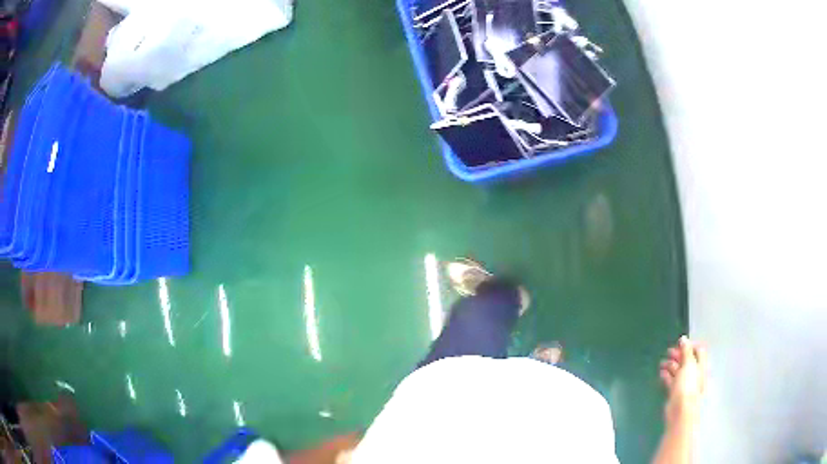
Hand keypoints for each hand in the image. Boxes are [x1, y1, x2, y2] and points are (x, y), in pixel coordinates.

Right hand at [659, 336, 707, 426]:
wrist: (680, 411)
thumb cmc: (688, 386)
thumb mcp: (688, 364)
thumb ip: (686, 351)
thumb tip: (684, 339)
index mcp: (701, 365)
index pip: (698, 351)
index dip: (689, 345)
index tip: (679, 343)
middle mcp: (695, 373)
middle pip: (688, 360)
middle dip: (679, 355)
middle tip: (669, 351)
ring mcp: (685, 384)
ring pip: (679, 370)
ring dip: (671, 365)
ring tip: (662, 362)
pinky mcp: (676, 393)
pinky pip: (672, 381)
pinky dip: (667, 376)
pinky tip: (661, 373)